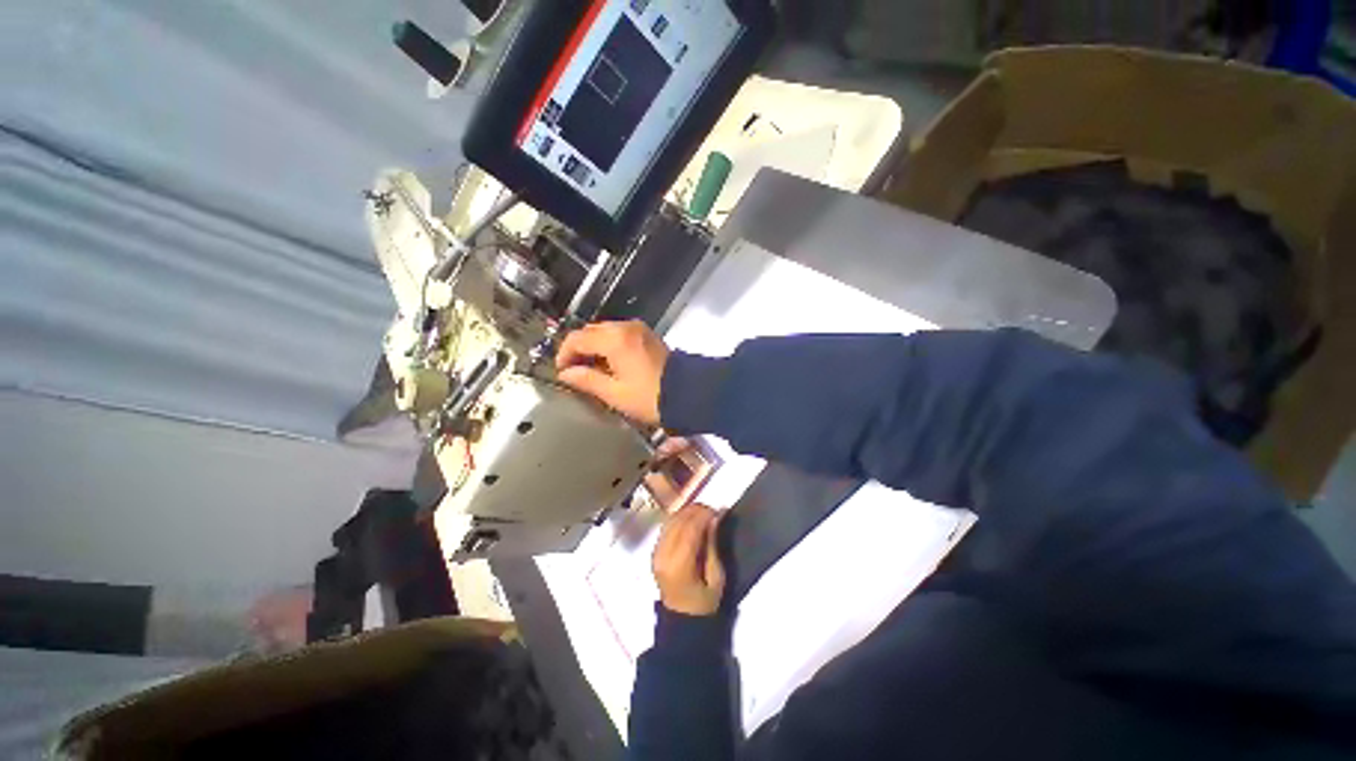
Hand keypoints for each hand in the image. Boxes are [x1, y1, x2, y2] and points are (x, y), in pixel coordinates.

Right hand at [556, 321, 668, 425]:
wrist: (688, 393)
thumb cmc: (649, 397)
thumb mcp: (614, 393)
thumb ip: (587, 380)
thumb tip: (566, 373)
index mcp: (615, 339)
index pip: (577, 338)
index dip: (564, 354)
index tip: (562, 372)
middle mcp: (626, 327)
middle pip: (591, 331)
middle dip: (579, 349)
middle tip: (575, 371)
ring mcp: (639, 329)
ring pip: (605, 331)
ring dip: (594, 346)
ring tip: (591, 370)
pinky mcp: (648, 335)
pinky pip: (620, 334)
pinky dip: (609, 345)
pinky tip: (610, 364)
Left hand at [653, 504, 725, 616]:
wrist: (681, 619)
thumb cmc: (704, 603)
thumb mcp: (716, 577)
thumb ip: (713, 545)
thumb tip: (715, 518)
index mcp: (678, 565)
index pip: (689, 528)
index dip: (704, 515)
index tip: (718, 511)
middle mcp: (663, 554)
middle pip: (678, 520)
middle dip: (697, 510)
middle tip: (713, 512)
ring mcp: (656, 552)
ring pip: (671, 519)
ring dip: (688, 512)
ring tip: (704, 515)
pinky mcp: (655, 551)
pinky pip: (667, 526)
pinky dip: (680, 518)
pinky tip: (692, 521)